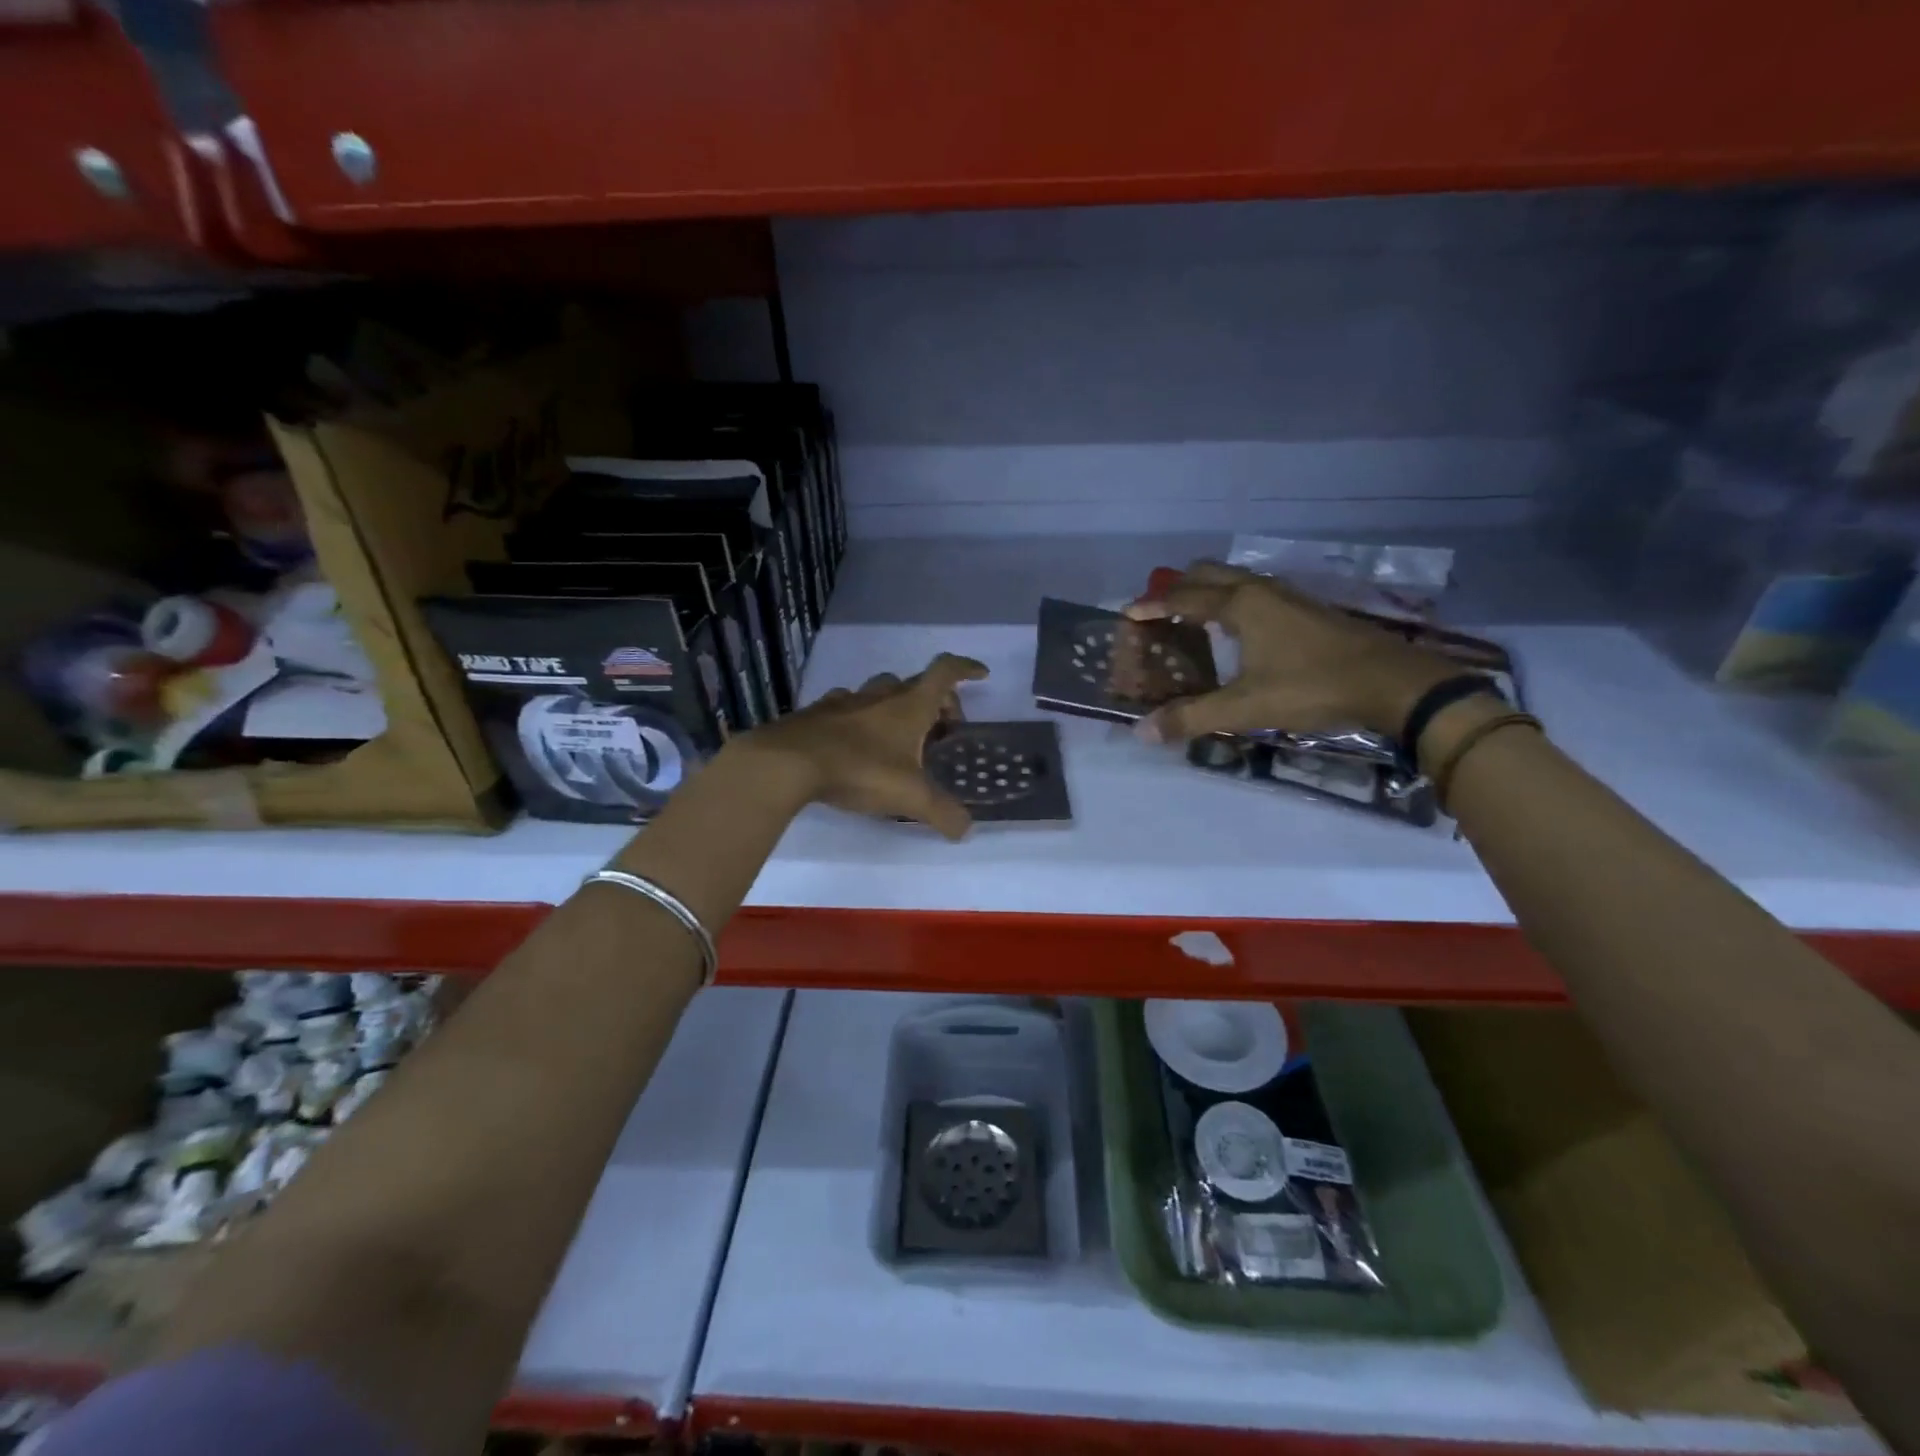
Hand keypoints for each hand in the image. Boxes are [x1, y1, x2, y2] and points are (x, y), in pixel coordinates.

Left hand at [734, 653, 989, 839]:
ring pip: (879, 692)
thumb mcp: (909, 796)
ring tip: (898, 738)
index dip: (966, 669)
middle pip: (915, 684)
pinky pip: (847, 706)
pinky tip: (855, 741)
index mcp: (910, 706)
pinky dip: (859, 717)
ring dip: (895, 707)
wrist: (788, 762)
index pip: (945, 672)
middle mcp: (880, 695)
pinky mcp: (817, 714)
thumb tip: (965, 830)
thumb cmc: (859, 770)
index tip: (981, 675)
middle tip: (941, 731)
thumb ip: (942, 812)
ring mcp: (846, 701)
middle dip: (935, 701)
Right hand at [1124, 562, 1456, 741]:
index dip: (1152, 606)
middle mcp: (1261, 589)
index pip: (1183, 597)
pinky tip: (1236, 633)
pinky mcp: (1307, 609)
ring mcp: (1288, 596)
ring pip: (1235, 580)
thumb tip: (1142, 732)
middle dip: (1177, 587)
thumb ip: (1192, 717)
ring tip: (1189, 620)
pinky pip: (1255, 593)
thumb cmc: (1313, 687)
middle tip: (1157, 612)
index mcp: (1240, 604)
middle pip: (1208, 573)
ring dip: (1207, 592)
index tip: (1127, 614)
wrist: (1393, 683)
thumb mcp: (1247, 707)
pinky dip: (1231, 602)